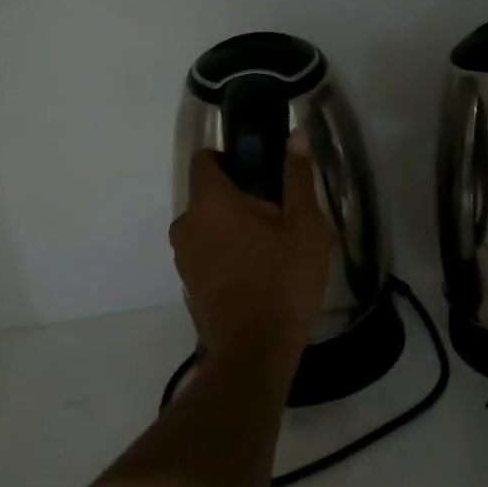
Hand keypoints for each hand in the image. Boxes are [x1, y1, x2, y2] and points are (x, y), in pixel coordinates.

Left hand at [170, 137, 333, 361]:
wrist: (255, 352)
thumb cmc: (283, 282)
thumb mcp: (305, 226)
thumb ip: (296, 177)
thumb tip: (295, 135)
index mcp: (210, 201)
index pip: (206, 158)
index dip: (232, 159)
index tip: (261, 176)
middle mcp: (186, 223)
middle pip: (209, 194)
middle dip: (239, 198)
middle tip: (278, 219)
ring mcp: (183, 255)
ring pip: (208, 225)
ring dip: (232, 228)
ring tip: (271, 251)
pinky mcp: (187, 282)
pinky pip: (206, 251)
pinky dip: (225, 253)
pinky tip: (256, 275)